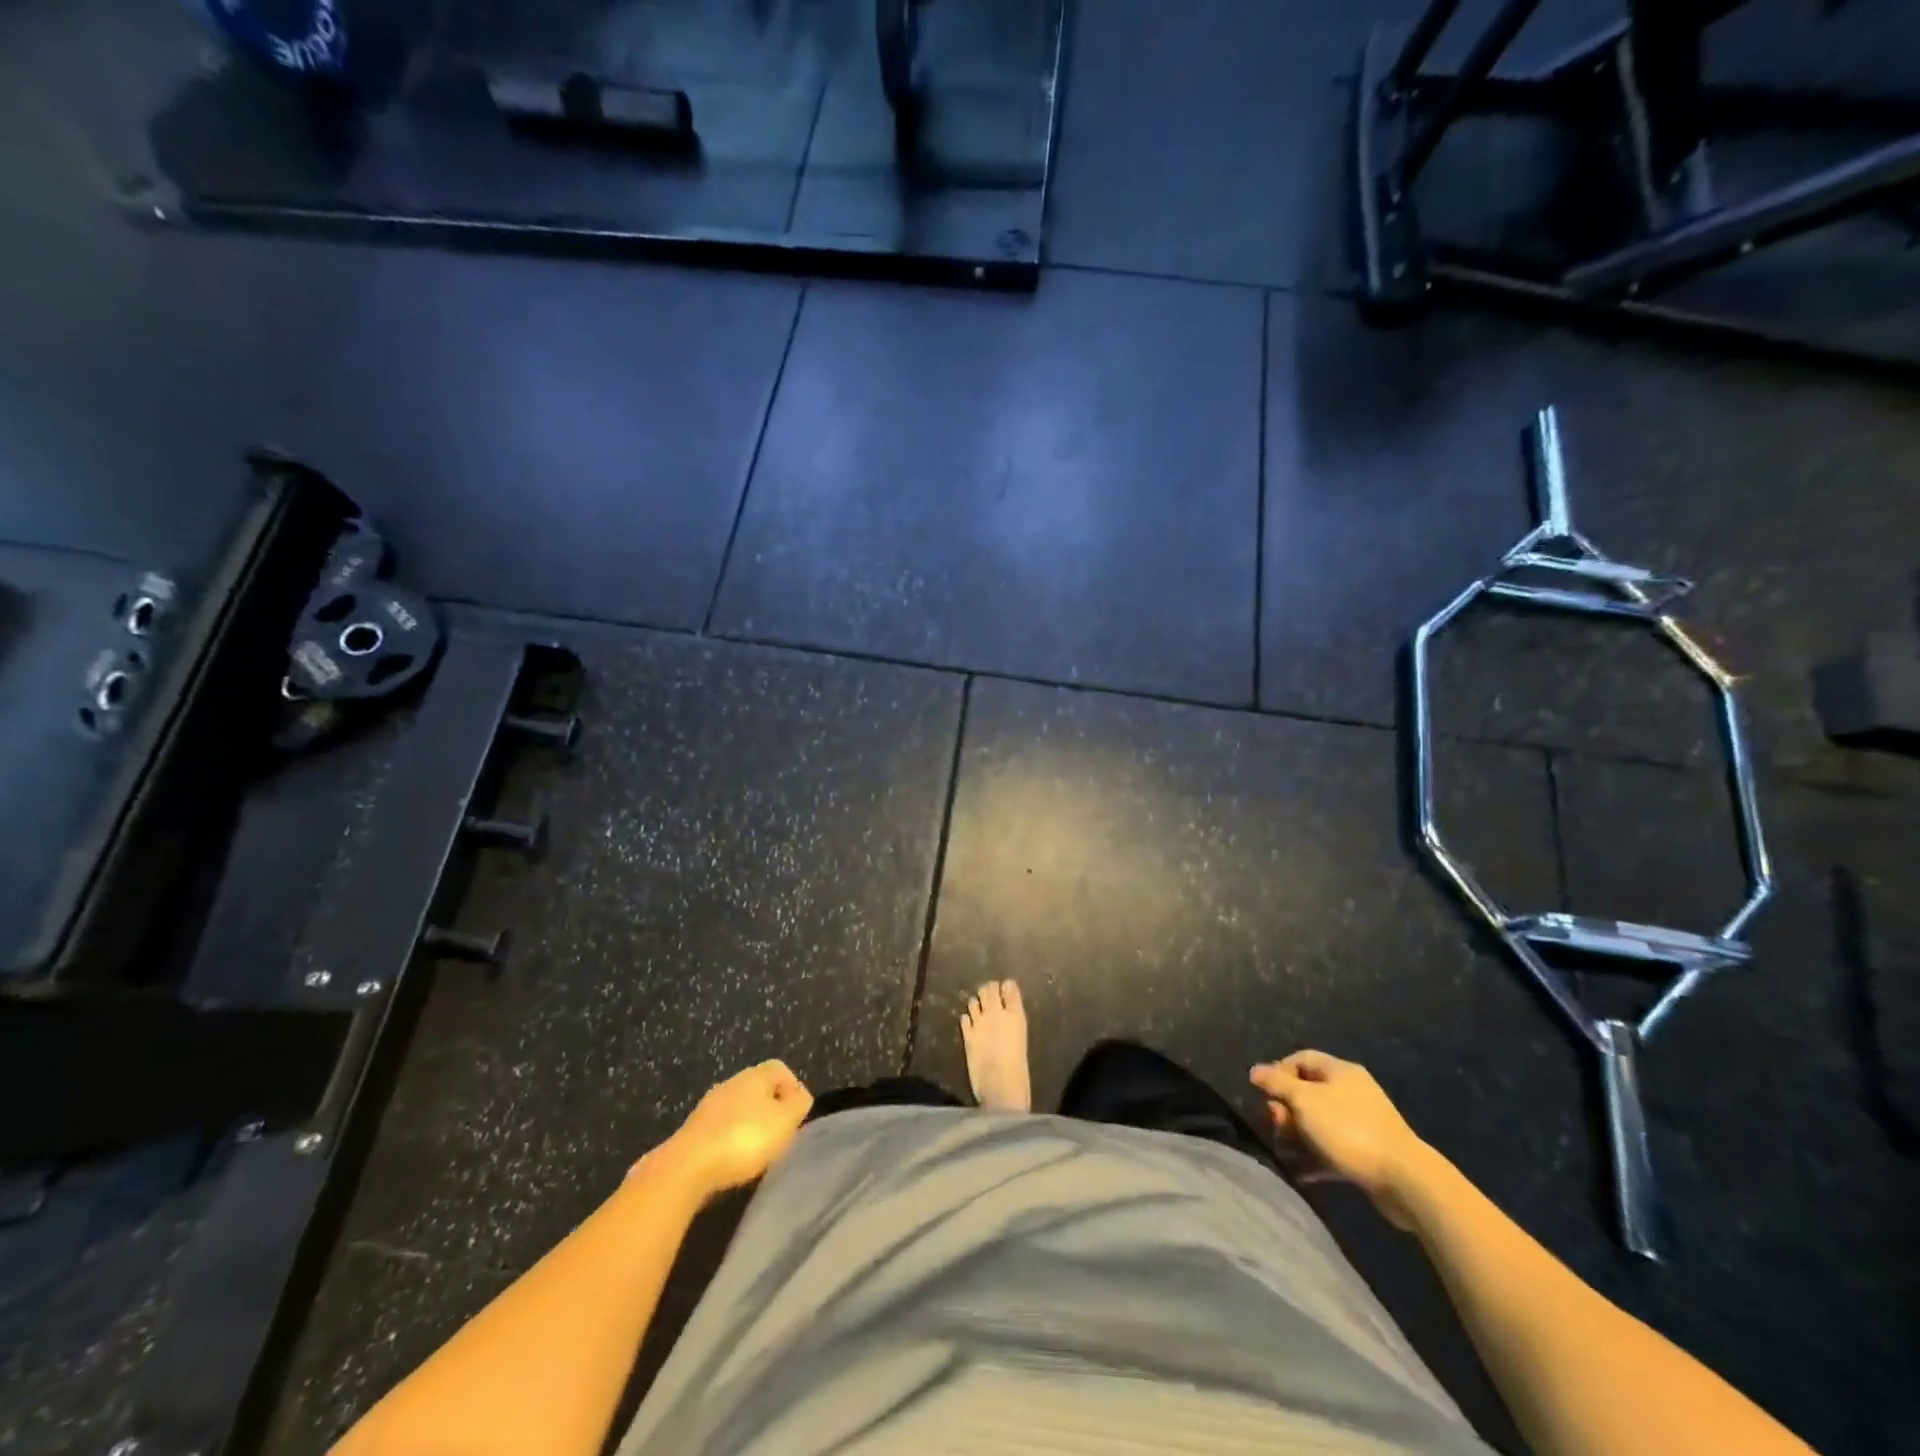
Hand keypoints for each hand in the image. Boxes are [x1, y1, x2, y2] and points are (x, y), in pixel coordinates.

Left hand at [649, 1060, 813, 1200]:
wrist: (687, 1167)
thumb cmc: (744, 1139)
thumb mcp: (785, 1121)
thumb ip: (799, 1104)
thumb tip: (800, 1095)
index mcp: (754, 1075)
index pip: (780, 1068)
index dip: (792, 1088)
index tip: (796, 1115)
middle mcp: (731, 1083)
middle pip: (758, 1089)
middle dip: (771, 1110)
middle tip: (779, 1136)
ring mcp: (708, 1106)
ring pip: (738, 1109)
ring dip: (749, 1126)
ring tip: (756, 1153)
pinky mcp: (693, 1131)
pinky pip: (720, 1129)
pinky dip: (730, 1141)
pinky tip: (732, 1162)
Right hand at [1250, 1051, 1431, 1229]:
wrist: (1404, 1180)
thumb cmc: (1348, 1129)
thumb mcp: (1304, 1101)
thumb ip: (1277, 1083)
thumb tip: (1255, 1070)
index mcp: (1339, 1071)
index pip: (1301, 1059)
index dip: (1278, 1072)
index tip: (1264, 1094)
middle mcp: (1351, 1091)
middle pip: (1307, 1092)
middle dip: (1286, 1109)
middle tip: (1276, 1127)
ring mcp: (1361, 1122)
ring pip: (1318, 1123)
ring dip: (1297, 1136)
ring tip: (1284, 1153)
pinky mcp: (1367, 1152)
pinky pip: (1332, 1148)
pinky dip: (1315, 1156)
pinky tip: (1300, 1172)